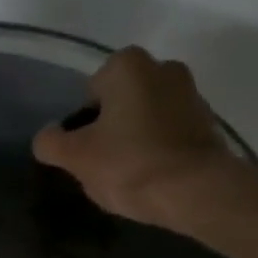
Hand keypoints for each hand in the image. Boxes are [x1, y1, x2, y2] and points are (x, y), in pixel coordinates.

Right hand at [32, 48, 246, 231]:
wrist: (198, 192)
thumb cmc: (130, 164)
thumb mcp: (75, 157)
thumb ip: (51, 142)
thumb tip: (48, 137)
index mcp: (128, 65)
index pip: (90, 92)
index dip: (83, 124)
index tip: (88, 151)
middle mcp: (163, 68)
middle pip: (120, 102)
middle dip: (111, 127)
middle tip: (104, 163)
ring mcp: (191, 94)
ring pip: (146, 117)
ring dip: (135, 138)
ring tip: (129, 175)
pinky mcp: (209, 123)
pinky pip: (169, 133)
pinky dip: (159, 149)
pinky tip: (153, 177)